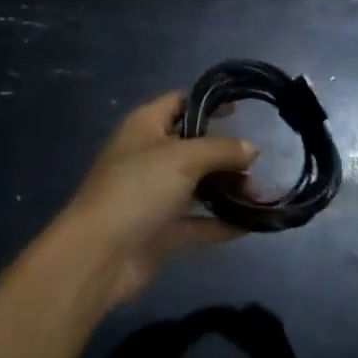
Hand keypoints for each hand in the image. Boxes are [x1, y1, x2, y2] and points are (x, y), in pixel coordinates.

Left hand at [58, 92, 257, 309]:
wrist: (99, 255)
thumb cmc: (138, 188)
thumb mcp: (183, 158)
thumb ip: (220, 150)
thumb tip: (252, 148)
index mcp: (146, 125)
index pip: (180, 102)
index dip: (209, 104)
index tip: (241, 111)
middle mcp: (149, 155)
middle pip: (193, 146)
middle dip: (225, 153)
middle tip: (257, 164)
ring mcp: (154, 194)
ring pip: (196, 184)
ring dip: (225, 189)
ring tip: (258, 194)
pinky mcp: (159, 229)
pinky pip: (196, 221)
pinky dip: (218, 223)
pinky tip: (248, 226)